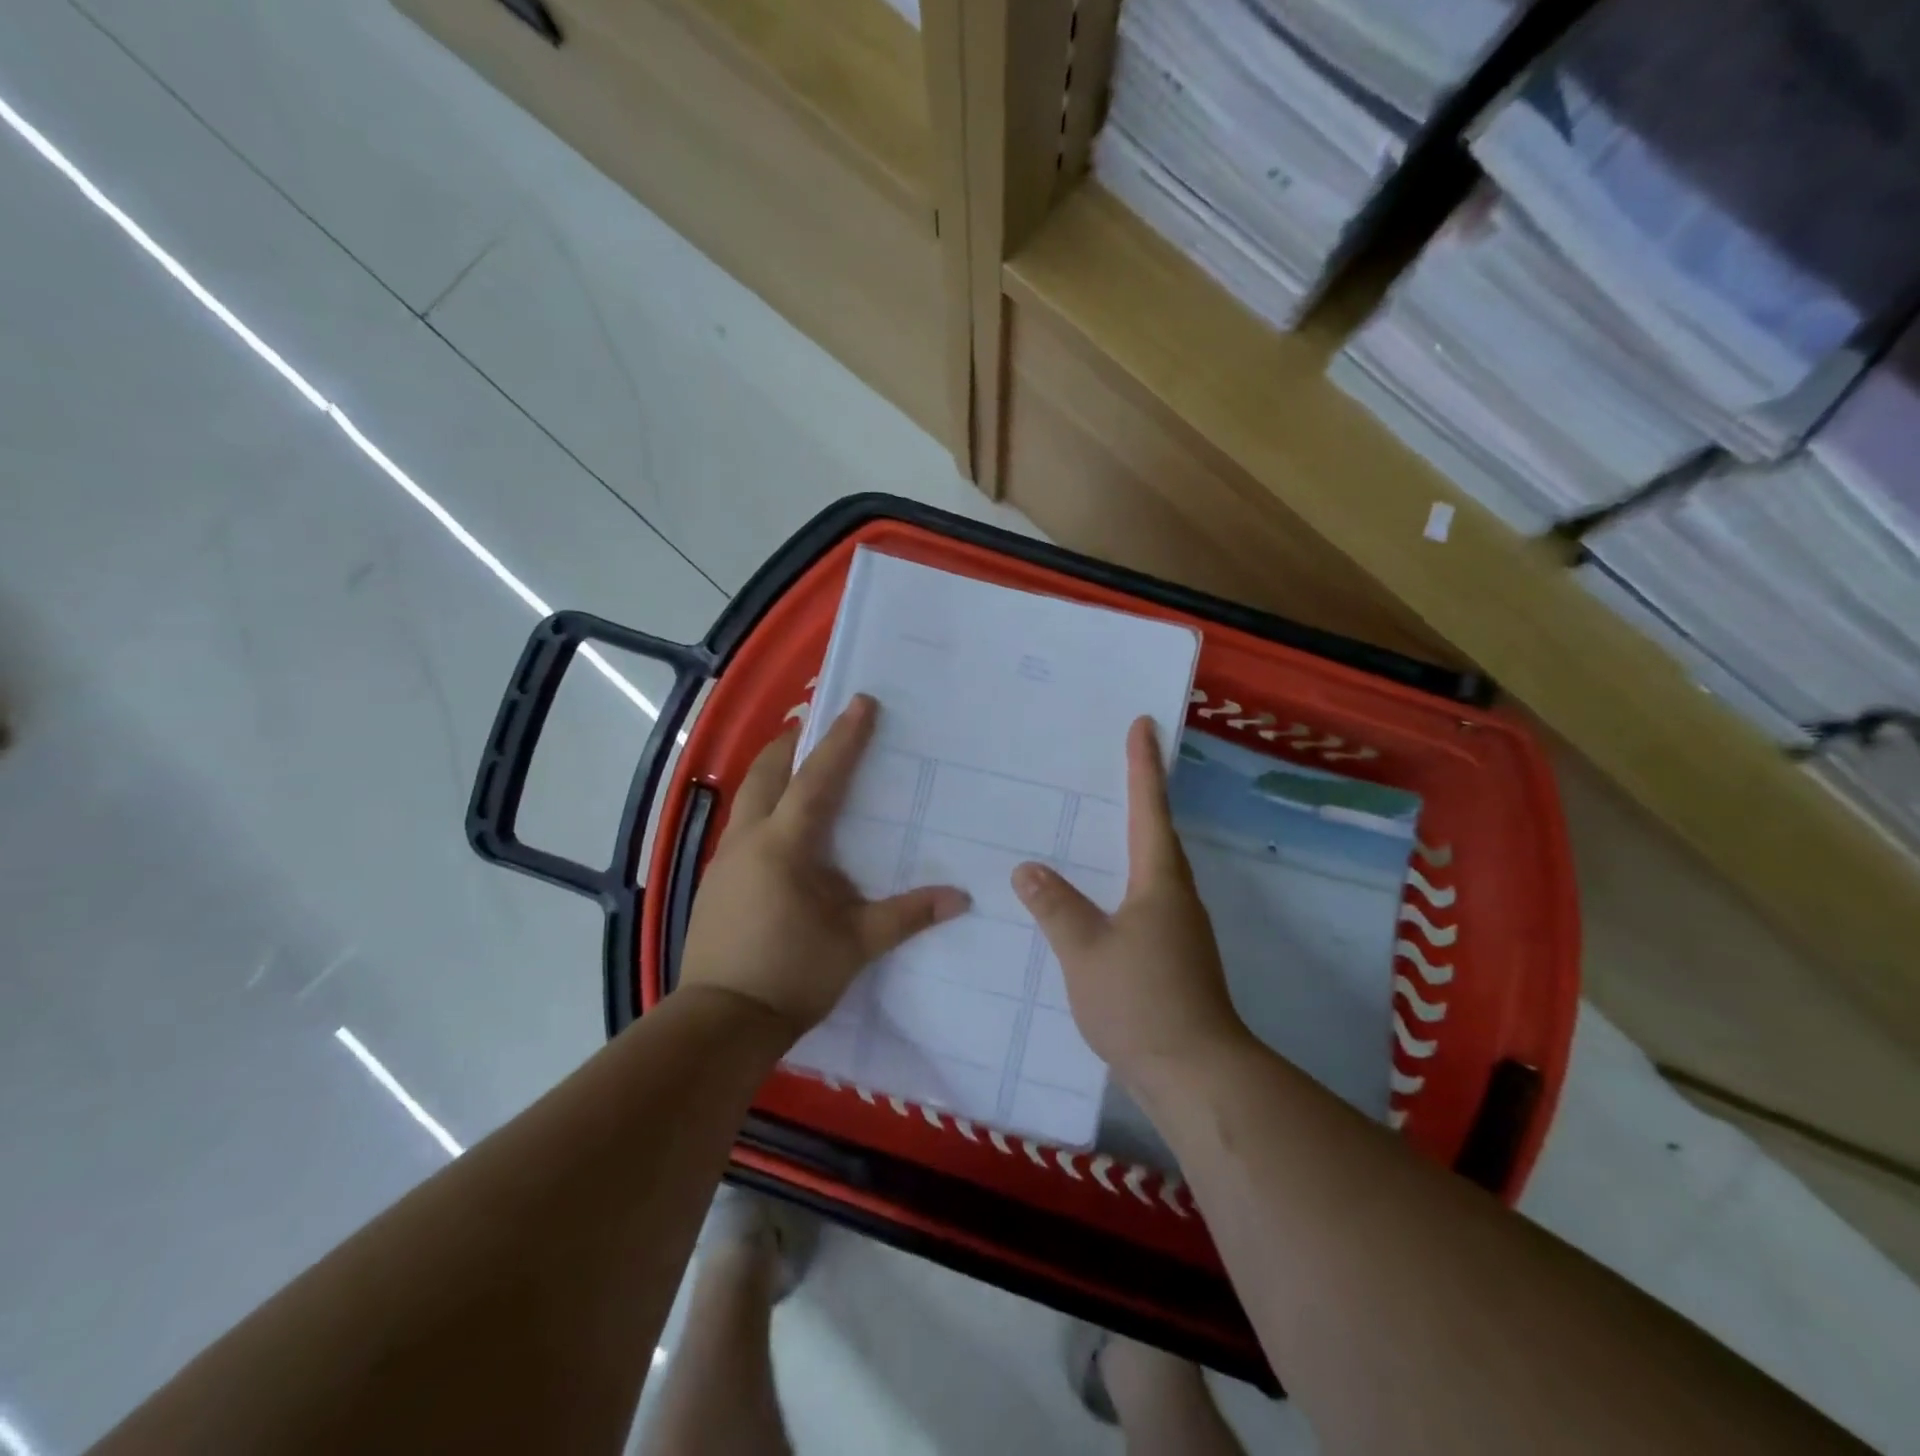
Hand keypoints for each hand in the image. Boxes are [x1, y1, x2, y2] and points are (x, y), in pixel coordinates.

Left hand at [679, 695, 970, 1037]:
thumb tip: (961, 898)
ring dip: (773, 772)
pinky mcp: (715, 882)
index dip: (842, 738)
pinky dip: (763, 807)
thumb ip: (907, 916)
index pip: (818, 778)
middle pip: (766, 772)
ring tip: (799, 766)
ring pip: (748, 797)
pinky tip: (781, 830)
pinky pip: (742, 826)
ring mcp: (724, 860)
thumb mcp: (856, 944)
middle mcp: (749, 840)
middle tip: (816, 724)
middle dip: (791, 742)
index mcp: (784, 845)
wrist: (720, 1022)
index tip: (861, 702)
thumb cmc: (791, 975)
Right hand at [1012, 717, 1247, 1083]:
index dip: (1143, 766)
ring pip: (1154, 869)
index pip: (1148, 809)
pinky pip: (1147, 900)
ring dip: (1134, 838)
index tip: (1143, 725)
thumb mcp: (1086, 951)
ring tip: (1104, 822)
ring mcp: (1180, 928)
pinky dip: (1126, 879)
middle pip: (1158, 833)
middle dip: (1142, 794)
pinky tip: (1102, 896)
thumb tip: (1027, 868)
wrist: (1196, 1075)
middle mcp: (1176, 896)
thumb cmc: (1142, 1002)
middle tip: (1121, 762)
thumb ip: (1056, 907)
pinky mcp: (1175, 956)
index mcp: (1159, 882)